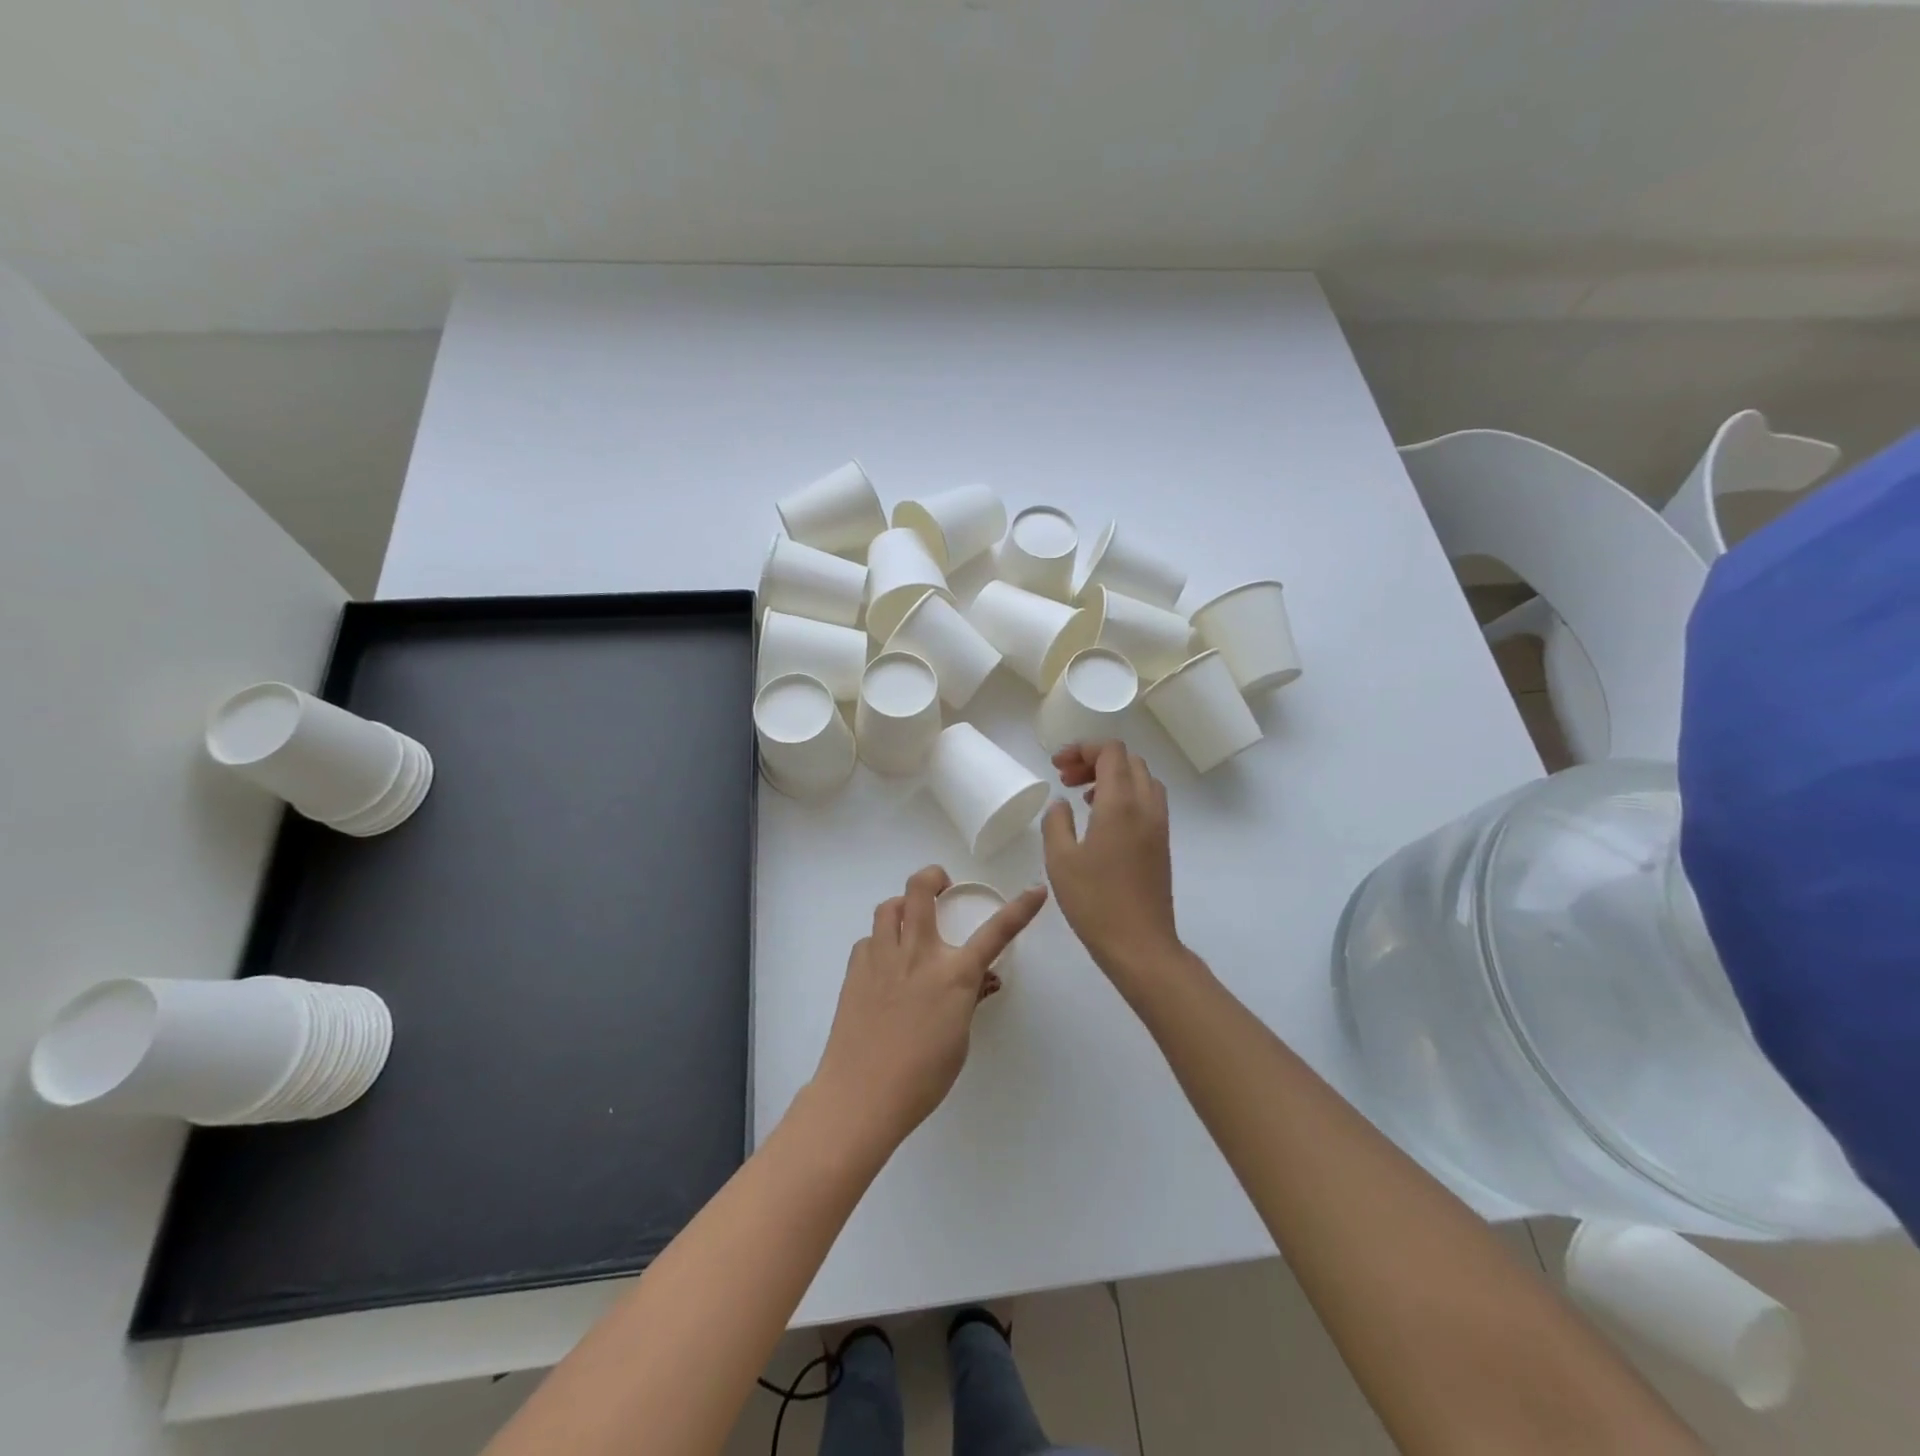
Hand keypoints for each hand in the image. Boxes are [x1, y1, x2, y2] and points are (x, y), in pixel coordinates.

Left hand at [812, 866, 1046, 1149]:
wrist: (862, 1094)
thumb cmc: (922, 1076)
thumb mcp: (959, 1038)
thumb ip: (968, 999)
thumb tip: (980, 978)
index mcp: (953, 974)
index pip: (996, 932)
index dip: (1020, 908)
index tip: (1035, 890)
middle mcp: (918, 953)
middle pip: (920, 889)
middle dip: (933, 876)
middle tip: (941, 888)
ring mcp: (882, 957)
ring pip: (889, 906)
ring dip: (903, 906)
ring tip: (909, 924)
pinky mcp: (855, 969)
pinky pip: (869, 939)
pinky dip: (880, 942)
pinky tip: (884, 966)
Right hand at [1042, 743, 1182, 988]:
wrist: (1140, 945)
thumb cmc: (1095, 902)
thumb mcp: (1060, 860)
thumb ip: (1056, 822)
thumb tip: (1061, 804)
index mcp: (1121, 803)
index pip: (1111, 751)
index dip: (1083, 749)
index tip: (1057, 766)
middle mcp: (1146, 806)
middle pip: (1128, 760)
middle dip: (1095, 760)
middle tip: (1065, 779)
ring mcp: (1159, 825)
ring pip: (1141, 779)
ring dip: (1112, 777)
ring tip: (1083, 797)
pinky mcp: (1162, 844)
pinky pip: (1147, 801)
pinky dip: (1125, 795)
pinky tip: (1102, 820)